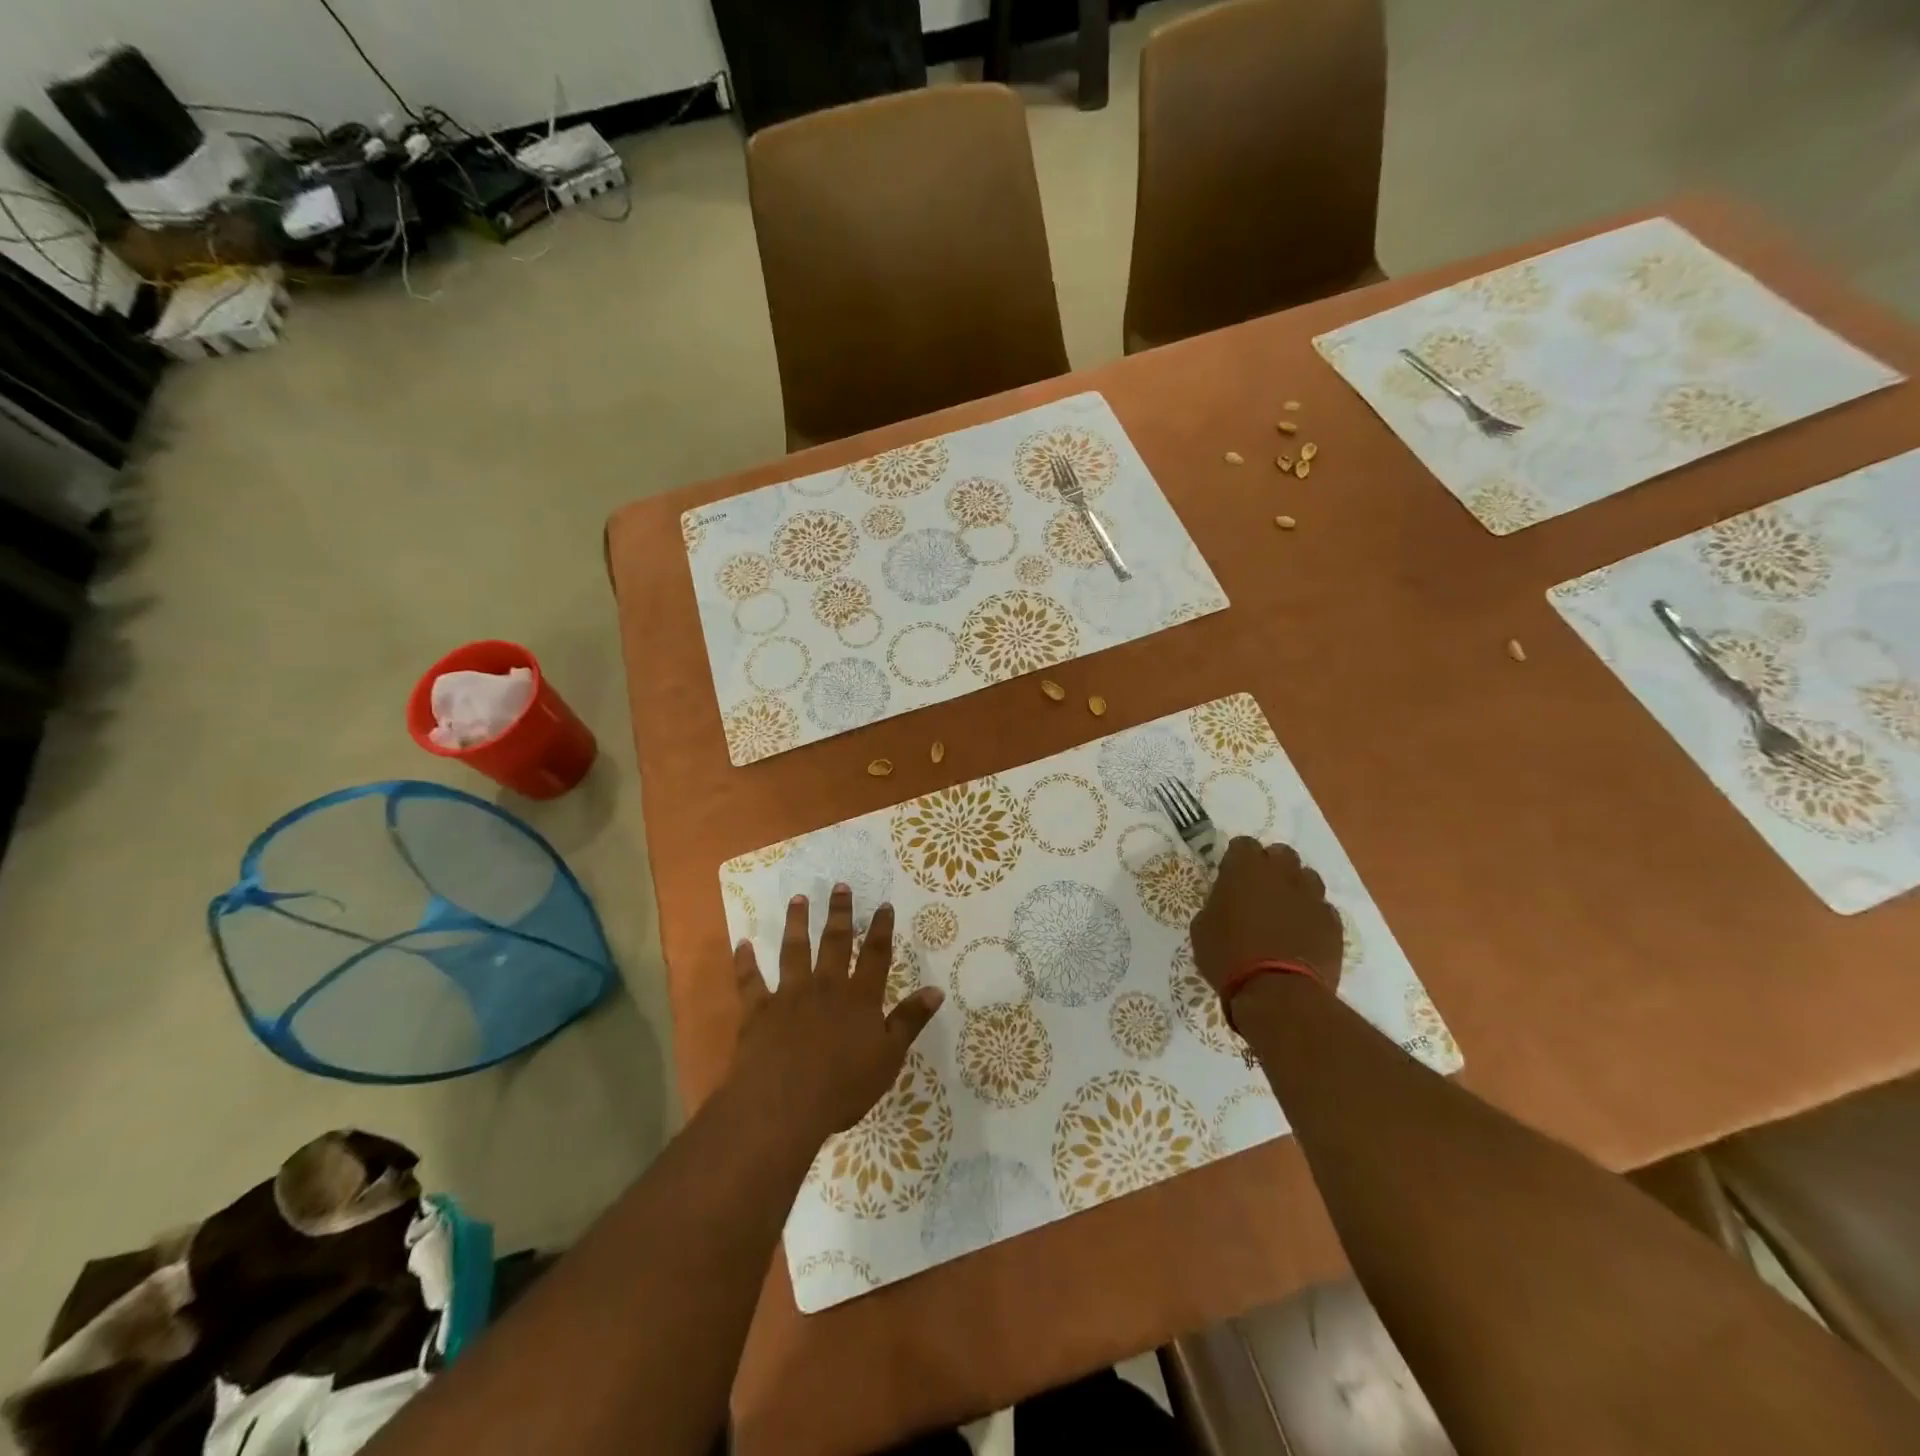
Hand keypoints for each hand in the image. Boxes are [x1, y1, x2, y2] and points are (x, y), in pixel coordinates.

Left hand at [731, 885, 944, 1140]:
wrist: (783, 1106)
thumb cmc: (842, 1087)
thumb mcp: (888, 1058)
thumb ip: (910, 1021)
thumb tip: (936, 989)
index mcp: (859, 997)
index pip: (875, 955)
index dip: (881, 929)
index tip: (883, 905)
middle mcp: (825, 986)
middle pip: (834, 942)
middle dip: (839, 913)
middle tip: (839, 886)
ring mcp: (789, 995)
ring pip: (794, 950)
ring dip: (796, 923)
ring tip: (798, 899)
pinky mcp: (759, 1010)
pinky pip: (750, 981)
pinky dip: (745, 961)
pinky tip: (742, 943)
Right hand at [1189, 838, 1343, 993]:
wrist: (1278, 992)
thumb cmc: (1228, 956)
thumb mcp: (1202, 928)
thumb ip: (1216, 904)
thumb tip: (1225, 903)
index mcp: (1245, 868)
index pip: (1243, 844)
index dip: (1236, 859)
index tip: (1230, 878)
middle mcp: (1282, 873)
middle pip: (1281, 854)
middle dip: (1271, 866)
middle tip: (1258, 890)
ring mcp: (1312, 896)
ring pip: (1307, 877)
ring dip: (1294, 887)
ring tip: (1283, 912)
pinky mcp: (1332, 922)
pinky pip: (1322, 908)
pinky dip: (1311, 915)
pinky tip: (1301, 935)